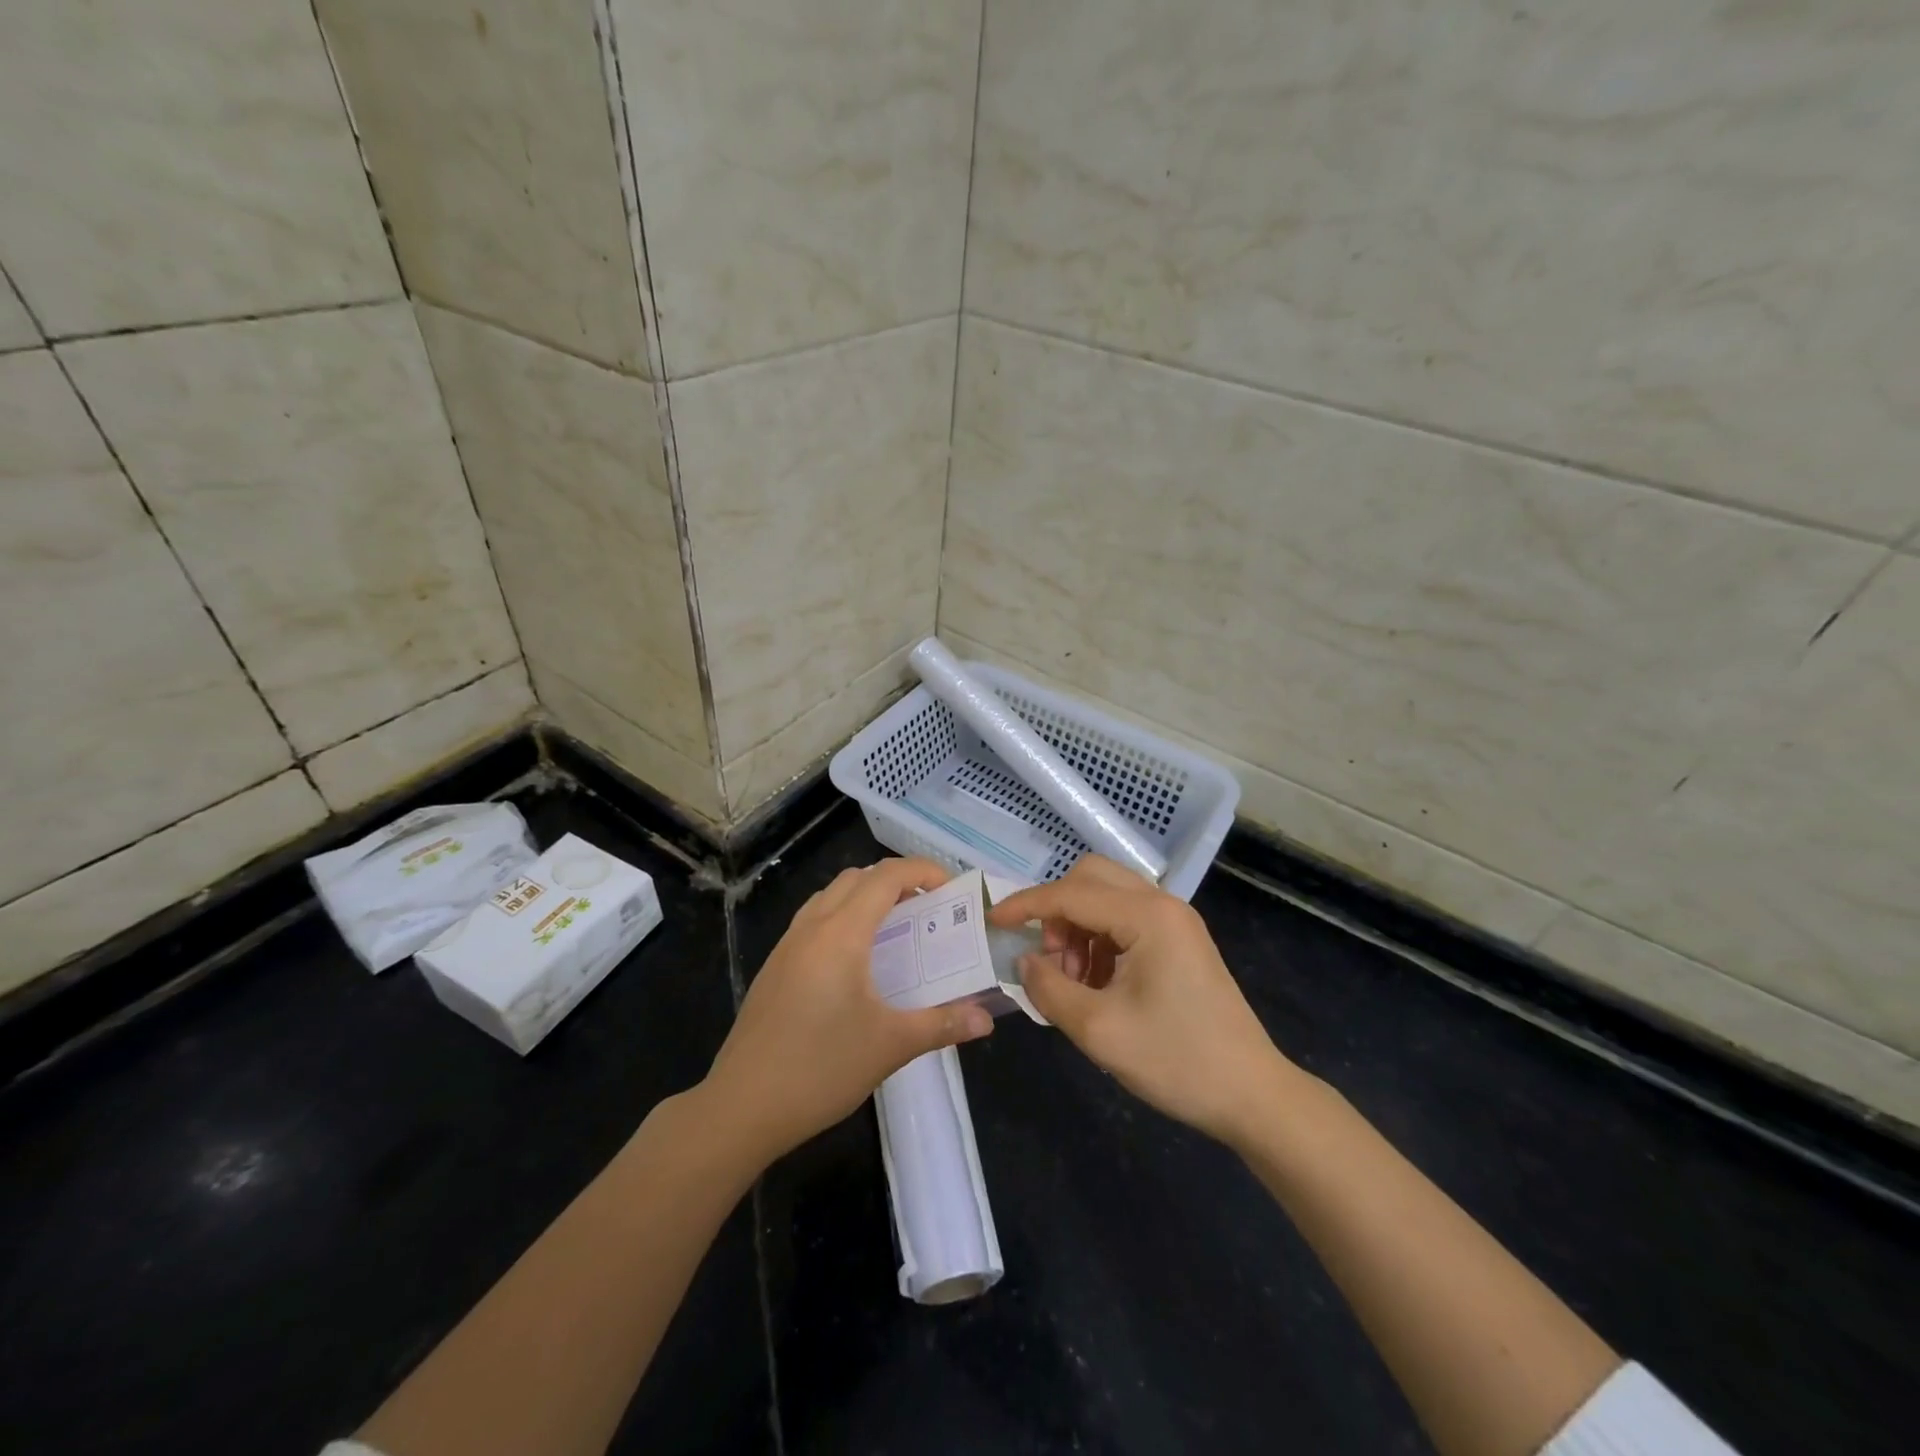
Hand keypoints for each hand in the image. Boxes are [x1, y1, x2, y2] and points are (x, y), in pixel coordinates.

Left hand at [704, 857, 994, 1161]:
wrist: (741, 1107)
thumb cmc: (820, 1069)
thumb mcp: (890, 1046)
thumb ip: (942, 1024)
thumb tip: (987, 1019)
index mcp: (841, 934)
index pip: (886, 877)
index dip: (922, 871)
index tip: (952, 888)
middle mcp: (812, 927)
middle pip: (857, 878)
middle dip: (896, 881)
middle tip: (927, 908)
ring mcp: (787, 946)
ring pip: (830, 896)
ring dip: (865, 897)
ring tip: (895, 929)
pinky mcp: (773, 967)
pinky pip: (813, 920)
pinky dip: (842, 917)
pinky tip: (855, 962)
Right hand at [989, 856, 1292, 1146]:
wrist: (1253, 1095)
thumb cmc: (1177, 1061)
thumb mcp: (1099, 1030)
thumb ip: (1049, 988)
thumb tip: (1025, 961)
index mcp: (1148, 916)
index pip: (1070, 893)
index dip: (1026, 905)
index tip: (991, 921)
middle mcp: (1163, 904)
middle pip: (1091, 878)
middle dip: (1057, 911)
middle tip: (1048, 959)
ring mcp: (1175, 920)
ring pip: (1107, 896)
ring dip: (1078, 926)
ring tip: (1073, 980)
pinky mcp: (1180, 940)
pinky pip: (1125, 919)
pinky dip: (1099, 939)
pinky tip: (1098, 983)